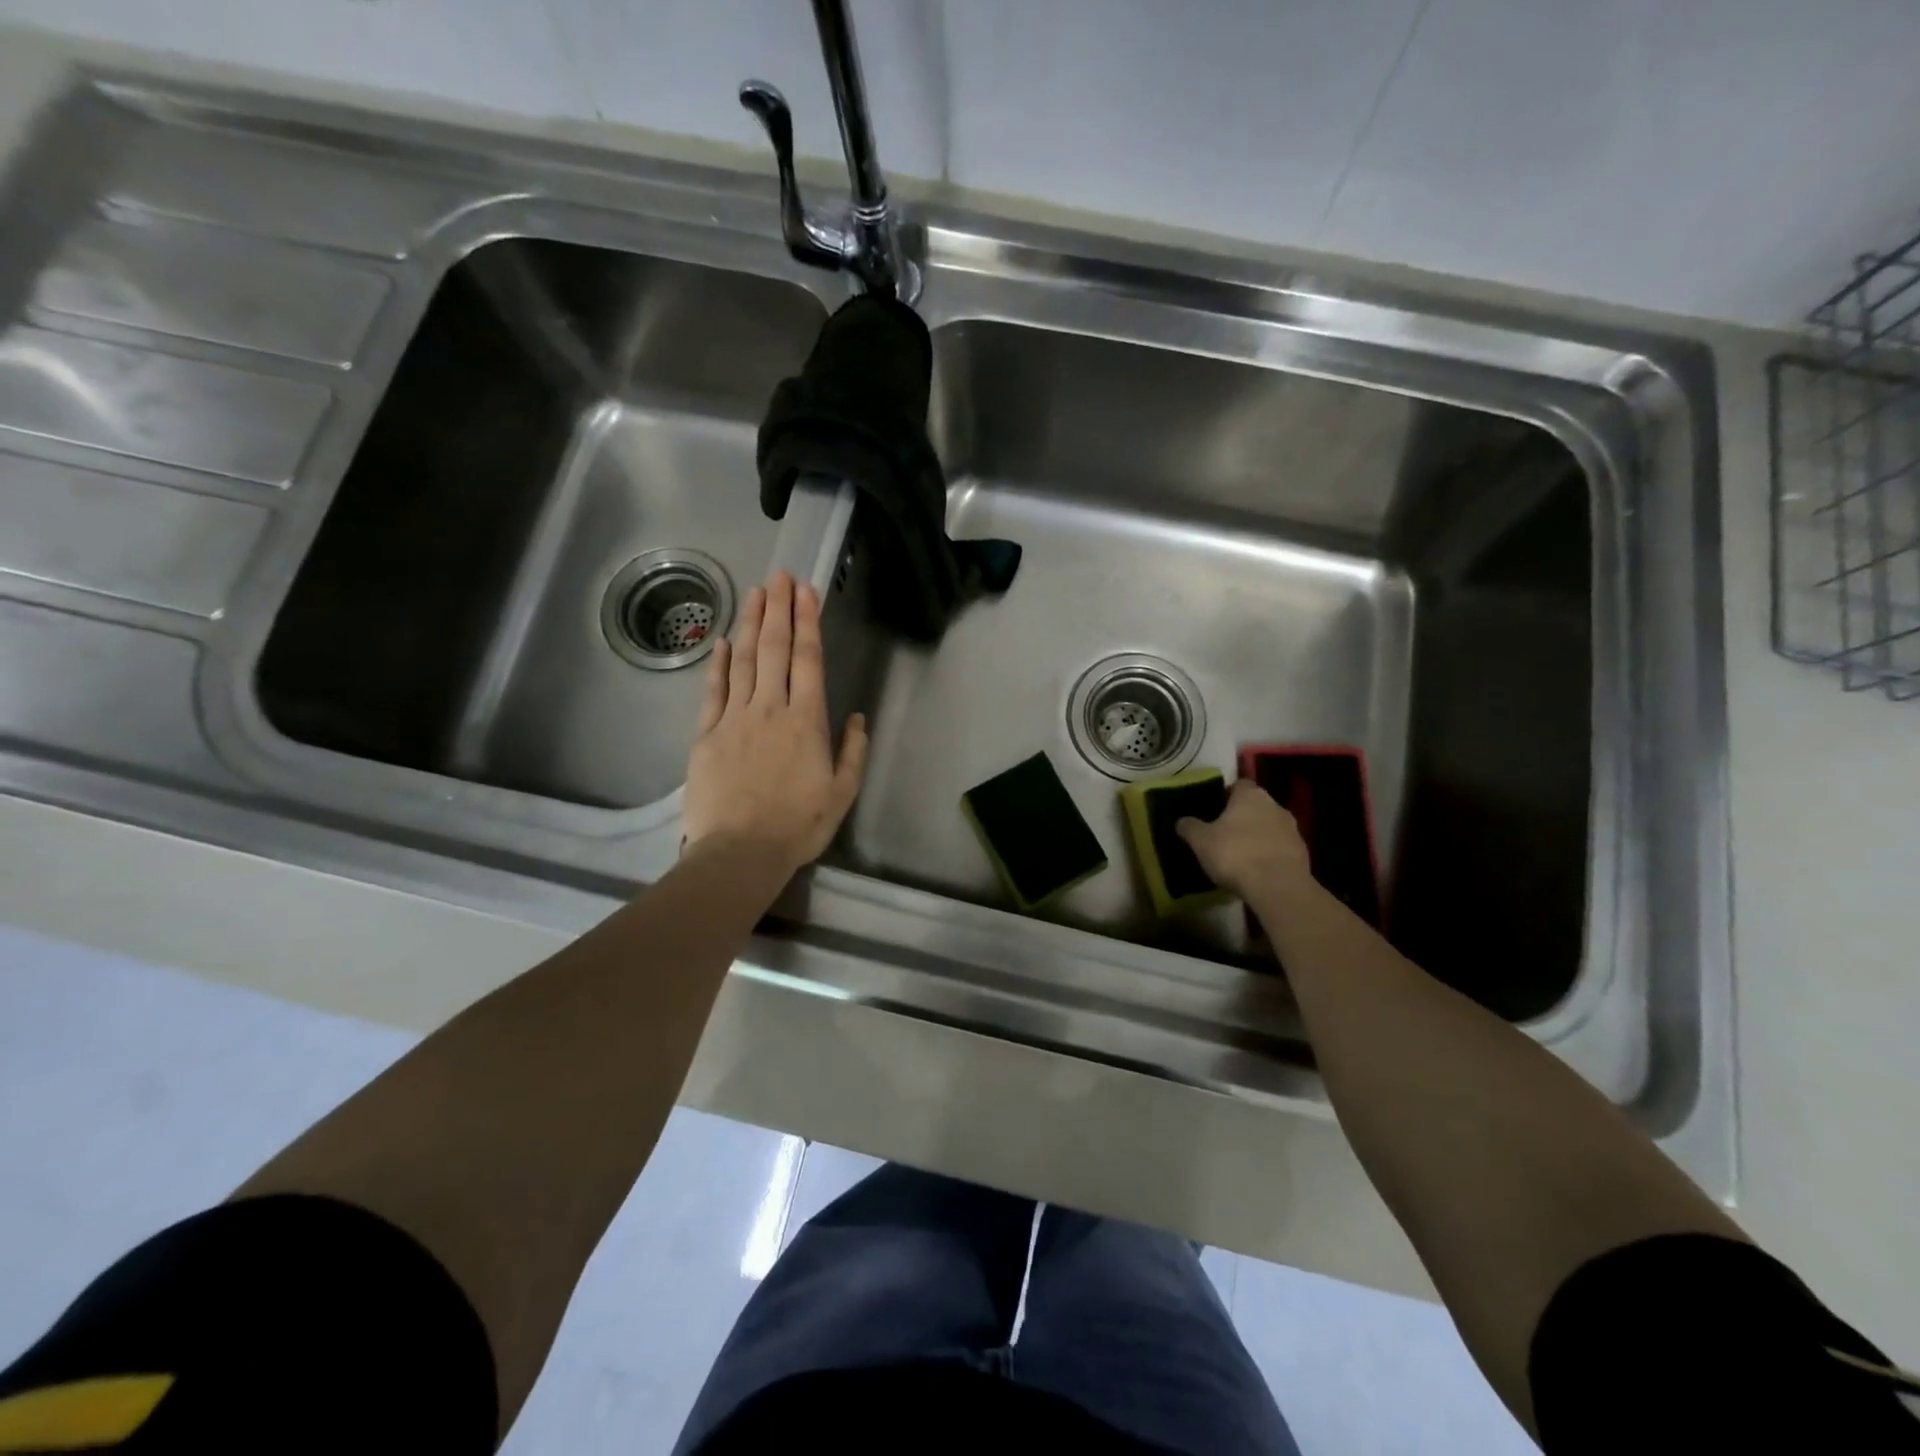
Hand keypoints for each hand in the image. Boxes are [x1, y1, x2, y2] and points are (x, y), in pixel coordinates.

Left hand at [683, 571, 869, 874]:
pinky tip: (721, 641)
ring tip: (755, 593)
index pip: (808, 660)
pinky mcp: (707, 734)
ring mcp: (734, 718)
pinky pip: (712, 690)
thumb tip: (855, 717)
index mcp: (806, 721)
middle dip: (778, 609)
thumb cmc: (798, 825)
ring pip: (743, 661)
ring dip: (749, 624)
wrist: (740, 852)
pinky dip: (717, 663)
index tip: (806, 591)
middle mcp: (770, 709)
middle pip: (774, 649)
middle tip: (780, 576)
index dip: (807, 622)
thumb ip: (852, 751)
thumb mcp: (842, 793)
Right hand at [1176, 779, 1313, 902]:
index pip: (1238, 785)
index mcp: (1250, 795)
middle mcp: (1275, 805)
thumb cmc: (1235, 854)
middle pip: (1255, 806)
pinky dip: (1269, 854)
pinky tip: (1257, 870)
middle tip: (1224, 833)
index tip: (1214, 810)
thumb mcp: (1201, 841)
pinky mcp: (1303, 853)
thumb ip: (1190, 827)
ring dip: (1258, 836)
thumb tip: (1181, 820)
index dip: (1226, 796)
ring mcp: (1293, 829)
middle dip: (1242, 817)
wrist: (1277, 887)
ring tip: (1240, 854)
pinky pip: (1280, 848)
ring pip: (1270, 827)